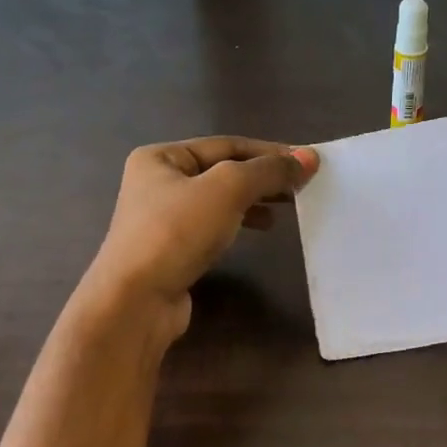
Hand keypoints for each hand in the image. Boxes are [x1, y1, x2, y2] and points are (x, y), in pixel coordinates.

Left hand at [83, 136, 317, 338]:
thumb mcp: (227, 190)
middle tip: (303, 185)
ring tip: (287, 206)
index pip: (226, 145)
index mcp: (161, 157)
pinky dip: (241, 222)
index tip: (308, 162)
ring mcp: (162, 219)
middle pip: (223, 170)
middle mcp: (158, 182)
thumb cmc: (176, 233)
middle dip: (264, 176)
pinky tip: (262, 229)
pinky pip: (214, 226)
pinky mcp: (172, 250)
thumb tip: (309, 158)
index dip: (270, 151)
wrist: (136, 301)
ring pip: (220, 200)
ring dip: (256, 199)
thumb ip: (268, 171)